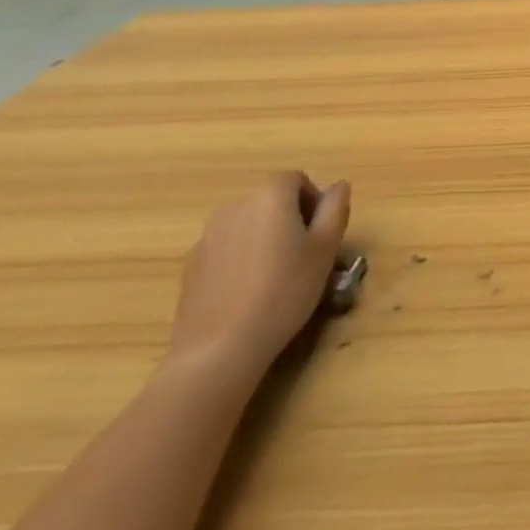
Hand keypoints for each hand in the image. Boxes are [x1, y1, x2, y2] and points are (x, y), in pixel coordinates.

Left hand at [167, 172, 351, 376]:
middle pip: (271, 201)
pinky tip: (247, 294)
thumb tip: (337, 187)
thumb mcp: (326, 248)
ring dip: (264, 239)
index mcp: (270, 195)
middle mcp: (236, 205)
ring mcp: (208, 236)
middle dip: (289, 220)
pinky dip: (241, 260)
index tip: (321, 234)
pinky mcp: (191, 266)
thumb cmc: (284, 291)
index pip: (297, 180)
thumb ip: (336, 208)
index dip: (314, 201)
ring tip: (275, 277)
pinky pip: (227, 250)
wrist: (218, 349)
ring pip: (248, 226)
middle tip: (303, 256)